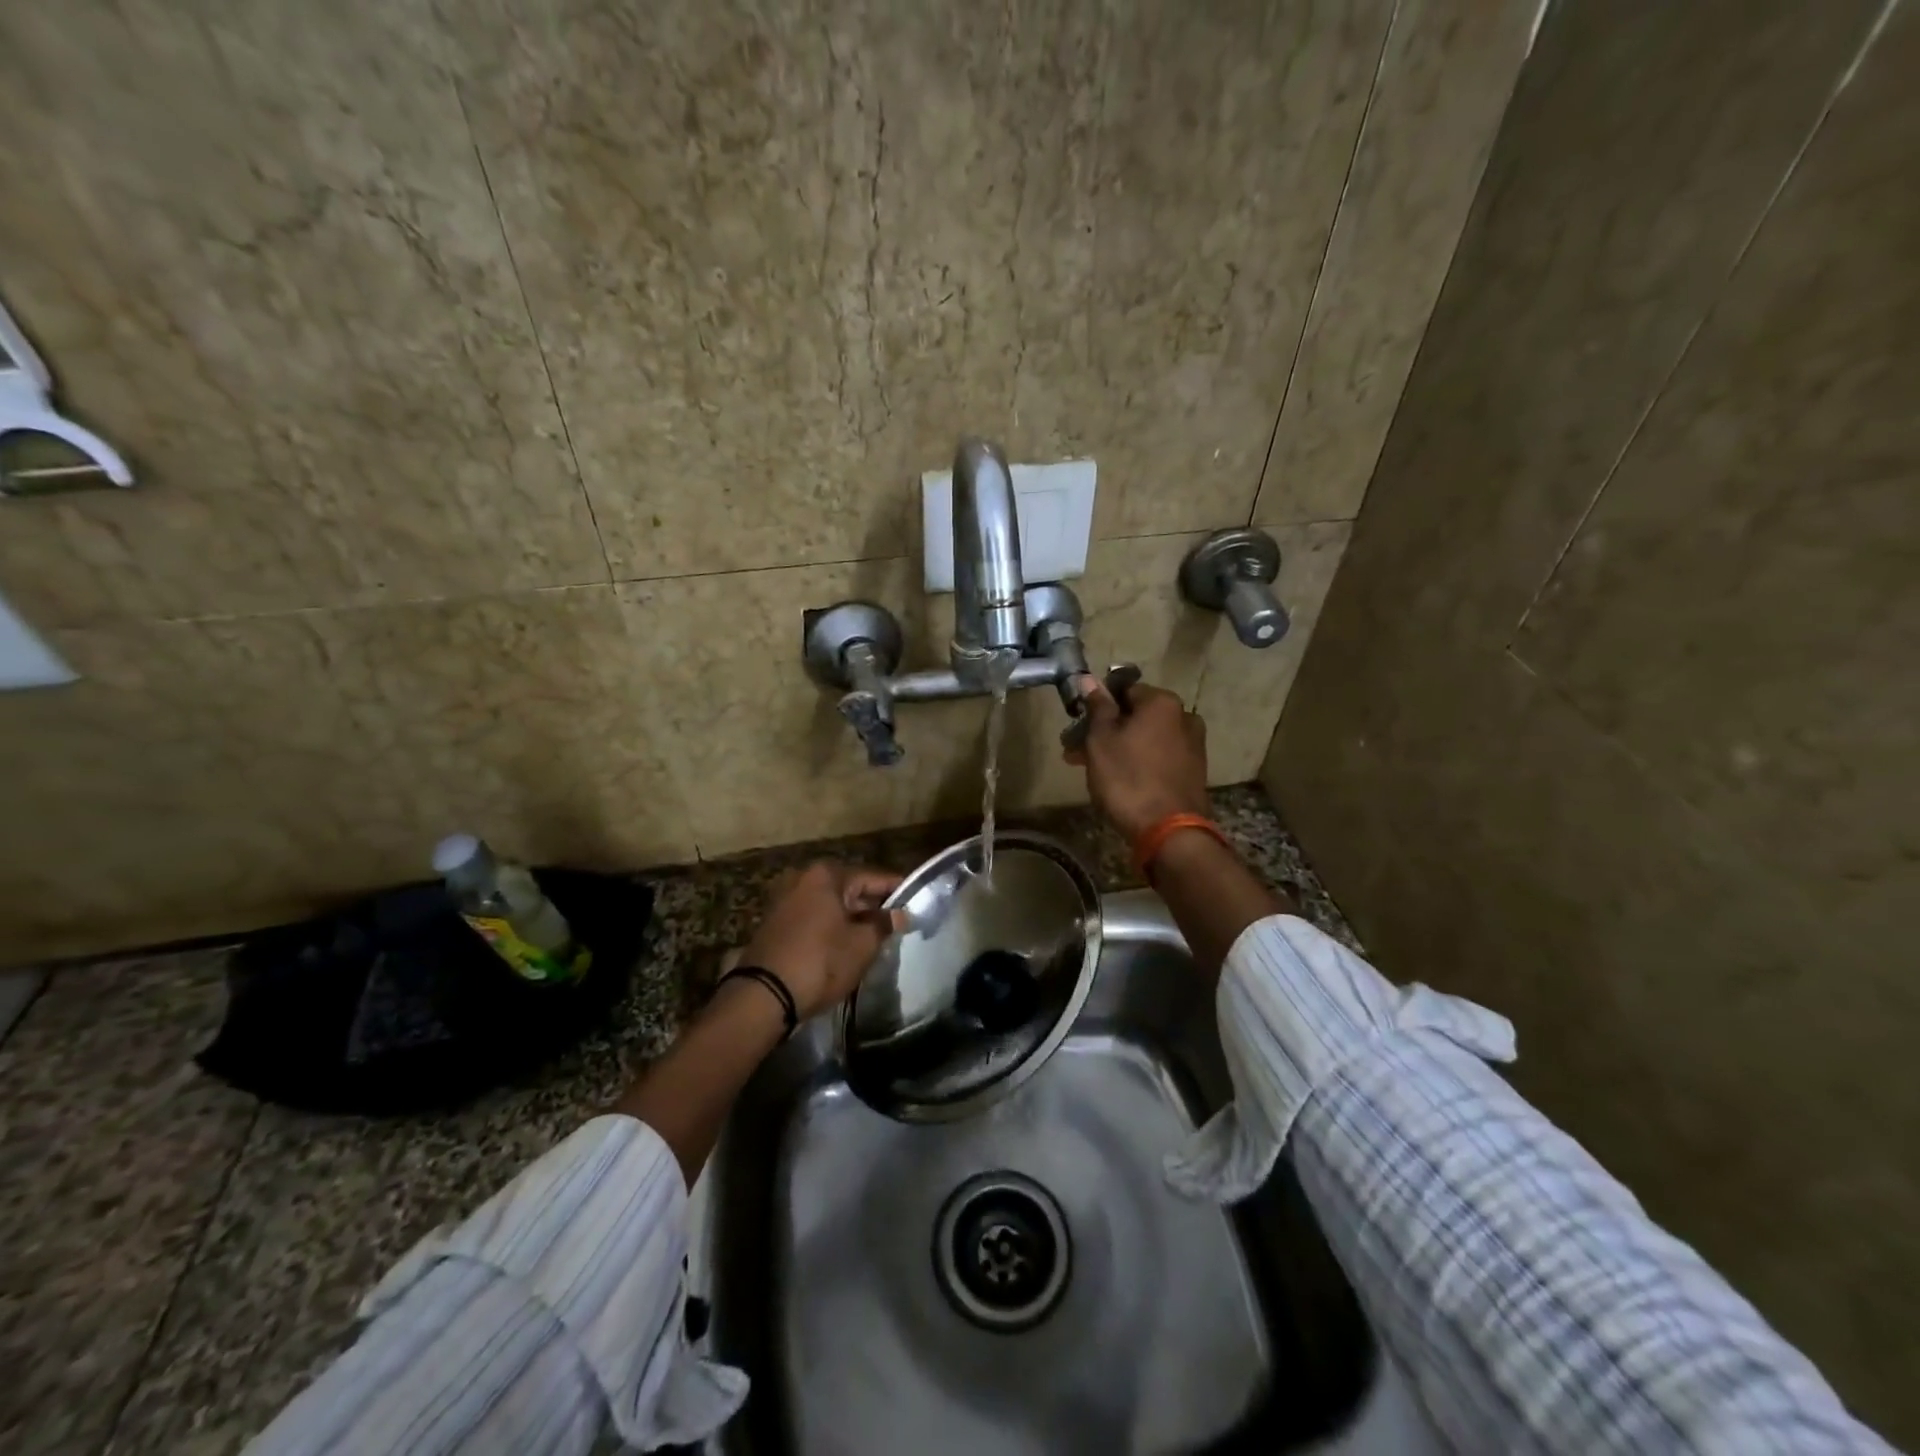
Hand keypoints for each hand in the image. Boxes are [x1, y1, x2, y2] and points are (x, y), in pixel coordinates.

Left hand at [738, 861, 902, 1020]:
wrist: (764, 996)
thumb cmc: (820, 961)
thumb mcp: (861, 945)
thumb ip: (883, 924)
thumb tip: (899, 915)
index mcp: (825, 875)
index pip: (871, 876)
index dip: (896, 888)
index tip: (915, 898)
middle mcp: (802, 878)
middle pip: (848, 888)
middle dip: (872, 904)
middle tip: (896, 920)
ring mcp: (784, 899)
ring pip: (829, 903)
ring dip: (851, 916)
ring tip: (875, 935)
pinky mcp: (774, 922)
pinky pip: (813, 916)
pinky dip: (830, 925)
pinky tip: (846, 943)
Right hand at [1064, 676, 1210, 840]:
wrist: (1169, 831)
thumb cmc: (1128, 778)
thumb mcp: (1101, 739)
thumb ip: (1097, 707)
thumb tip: (1089, 678)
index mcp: (1162, 702)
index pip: (1123, 690)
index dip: (1097, 706)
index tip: (1077, 726)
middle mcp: (1184, 717)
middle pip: (1135, 716)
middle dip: (1105, 731)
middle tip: (1076, 752)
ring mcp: (1192, 746)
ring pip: (1145, 738)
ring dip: (1119, 748)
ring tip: (1093, 771)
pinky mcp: (1193, 772)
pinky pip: (1158, 757)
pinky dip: (1138, 763)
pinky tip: (1118, 781)